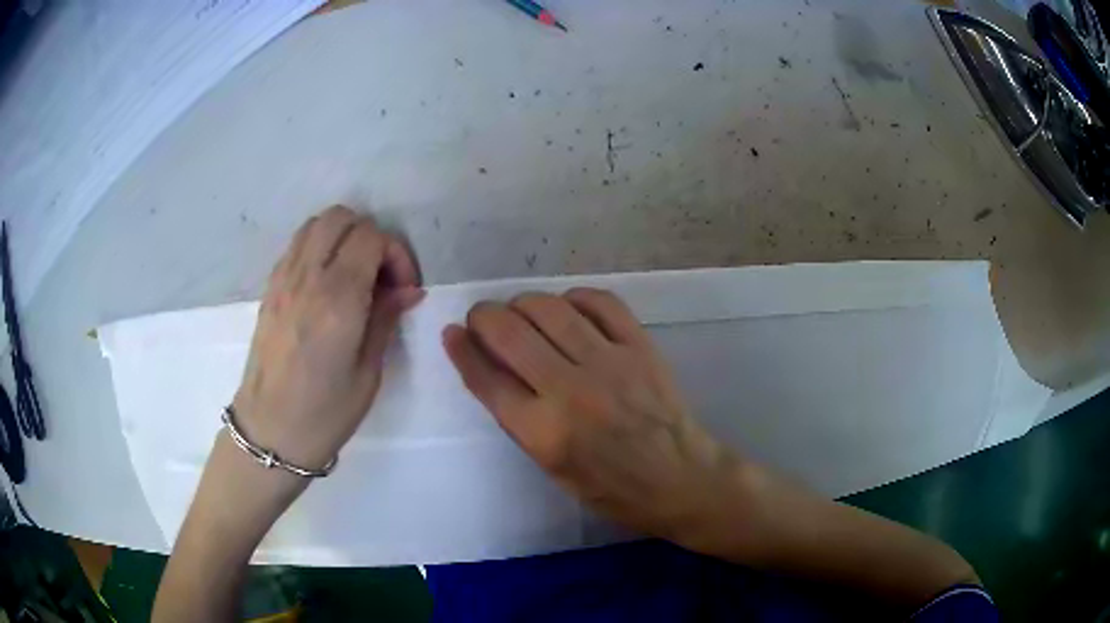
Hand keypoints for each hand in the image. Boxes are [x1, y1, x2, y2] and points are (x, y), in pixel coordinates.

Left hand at [233, 206, 423, 470]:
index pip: (371, 237)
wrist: (270, 431)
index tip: (403, 289)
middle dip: (371, 237)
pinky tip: (328, 283)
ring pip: (316, 223)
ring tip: (354, 275)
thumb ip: (385, 318)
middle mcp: (307, 277)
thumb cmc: (325, 413)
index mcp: (337, 300)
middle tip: (380, 276)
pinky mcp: (270, 288)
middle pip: (342, 218)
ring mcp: (283, 279)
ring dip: (343, 237)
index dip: (396, 254)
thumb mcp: (368, 372)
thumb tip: (408, 290)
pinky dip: (319, 247)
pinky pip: (297, 244)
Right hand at [443, 289, 740, 549]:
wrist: (680, 479)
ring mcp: (610, 364)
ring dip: (523, 303)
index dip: (462, 349)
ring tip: (521, 312)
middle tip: (483, 319)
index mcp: (544, 433)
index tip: (453, 333)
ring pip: (550, 309)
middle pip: (510, 333)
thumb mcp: (552, 469)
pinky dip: (575, 298)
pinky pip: (601, 302)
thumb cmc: (611, 488)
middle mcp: (571, 392)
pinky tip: (567, 308)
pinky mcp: (640, 347)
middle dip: (484, 317)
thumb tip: (490, 371)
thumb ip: (519, 420)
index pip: (486, 378)